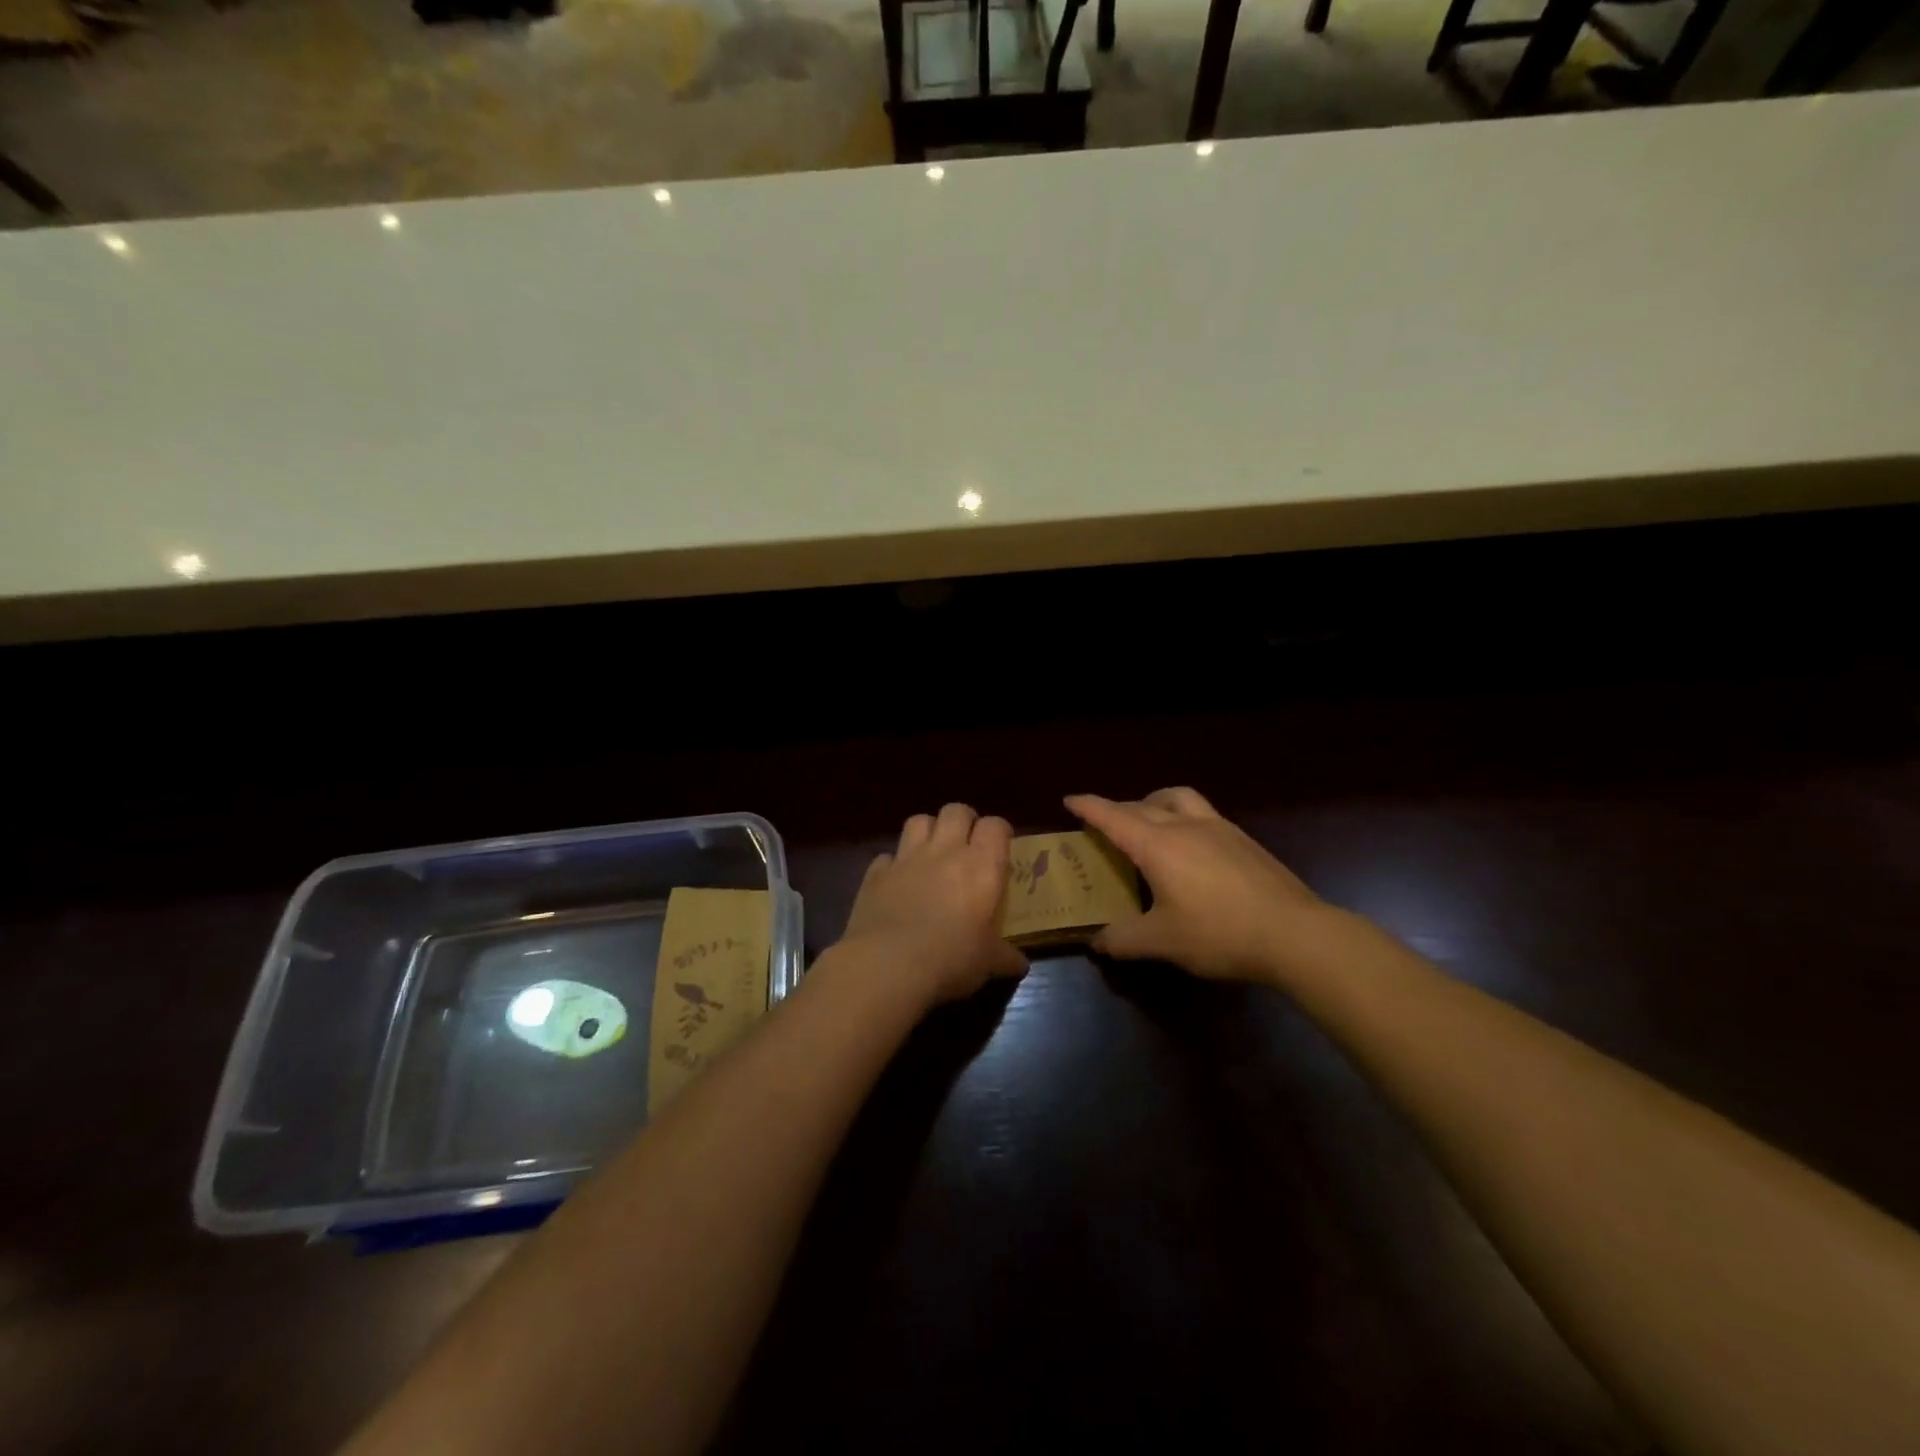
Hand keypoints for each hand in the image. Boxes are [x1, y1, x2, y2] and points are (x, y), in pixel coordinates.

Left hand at [836, 803, 1027, 1004]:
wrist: (888, 964)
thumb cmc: (951, 959)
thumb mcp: (987, 962)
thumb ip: (1005, 957)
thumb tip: (1020, 964)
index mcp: (981, 866)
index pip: (995, 826)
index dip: (999, 832)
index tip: (1001, 848)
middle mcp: (945, 851)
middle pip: (956, 810)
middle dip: (964, 821)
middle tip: (967, 844)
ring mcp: (906, 858)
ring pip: (919, 820)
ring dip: (928, 831)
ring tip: (932, 853)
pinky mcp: (876, 873)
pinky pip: (887, 856)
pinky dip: (893, 864)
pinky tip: (897, 882)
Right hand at [1066, 788, 1339, 982]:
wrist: (1295, 934)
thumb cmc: (1220, 933)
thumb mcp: (1163, 942)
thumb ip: (1124, 940)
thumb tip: (1097, 942)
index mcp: (1158, 845)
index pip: (1113, 817)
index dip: (1089, 807)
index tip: (1069, 800)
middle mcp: (1185, 825)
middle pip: (1143, 805)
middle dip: (1117, 808)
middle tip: (1103, 822)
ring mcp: (1219, 828)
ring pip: (1178, 798)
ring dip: (1154, 801)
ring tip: (1148, 819)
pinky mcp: (1243, 839)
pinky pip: (1202, 812)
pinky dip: (1183, 815)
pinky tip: (1190, 844)